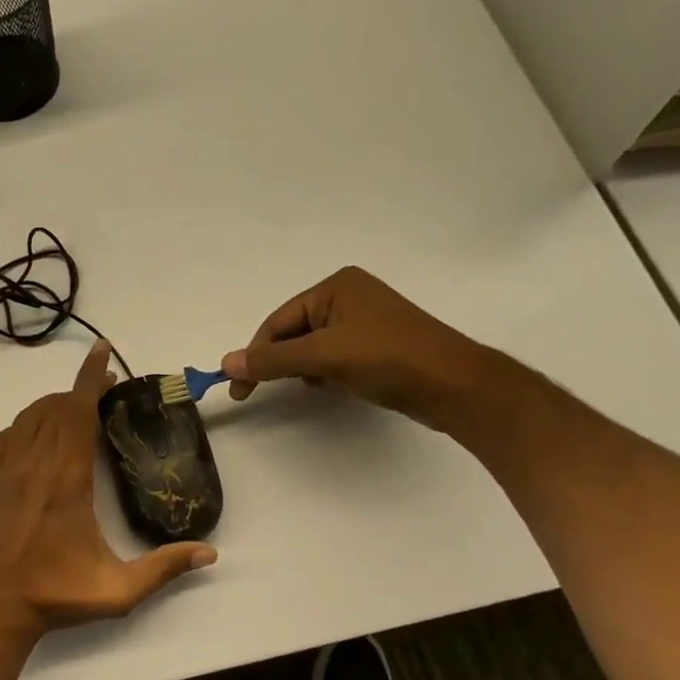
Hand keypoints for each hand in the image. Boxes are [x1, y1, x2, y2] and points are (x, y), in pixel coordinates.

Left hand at [0, 341, 216, 637]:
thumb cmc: (57, 596)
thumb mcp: (119, 590)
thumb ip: (165, 568)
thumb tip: (210, 553)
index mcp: (66, 481)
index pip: (78, 412)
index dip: (91, 377)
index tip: (102, 351)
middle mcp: (33, 465)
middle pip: (56, 407)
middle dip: (81, 390)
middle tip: (106, 391)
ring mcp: (5, 472)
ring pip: (29, 417)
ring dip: (54, 404)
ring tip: (77, 410)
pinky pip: (5, 436)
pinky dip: (25, 423)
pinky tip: (38, 435)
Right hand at [220, 266, 487, 428]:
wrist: (453, 386)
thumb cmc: (388, 359)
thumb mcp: (323, 356)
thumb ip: (272, 360)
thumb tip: (226, 363)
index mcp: (336, 286)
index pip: (278, 321)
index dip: (255, 355)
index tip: (240, 389)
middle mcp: (349, 296)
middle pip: (293, 332)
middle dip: (282, 361)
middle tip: (261, 392)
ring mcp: (365, 321)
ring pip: (312, 347)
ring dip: (304, 369)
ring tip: (314, 386)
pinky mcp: (376, 345)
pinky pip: (333, 356)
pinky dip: (325, 372)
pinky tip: (333, 386)